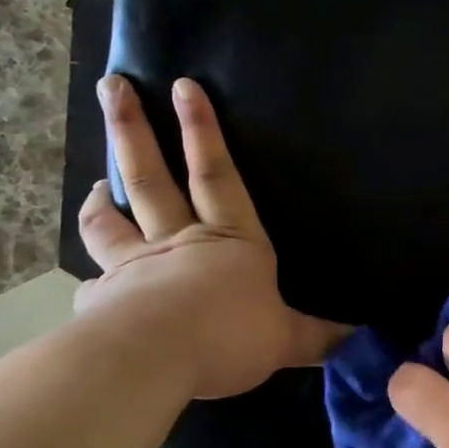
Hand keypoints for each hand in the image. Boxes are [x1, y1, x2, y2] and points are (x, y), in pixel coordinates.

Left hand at [76, 74, 348, 399]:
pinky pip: (94, 284)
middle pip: (151, 178)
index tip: (183, 87)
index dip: (202, 131)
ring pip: (110, 222)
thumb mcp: (286, 339)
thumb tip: (359, 335)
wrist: (151, 360)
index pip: (217, 175)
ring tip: (96, 183)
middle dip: (133, 130)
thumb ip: (318, 336)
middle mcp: (178, 242)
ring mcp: (133, 267)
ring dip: (102, 198)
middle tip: (113, 87)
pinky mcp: (101, 301)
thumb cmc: (228, 336)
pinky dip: (92, 279)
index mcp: (230, 241)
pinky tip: (89, 285)